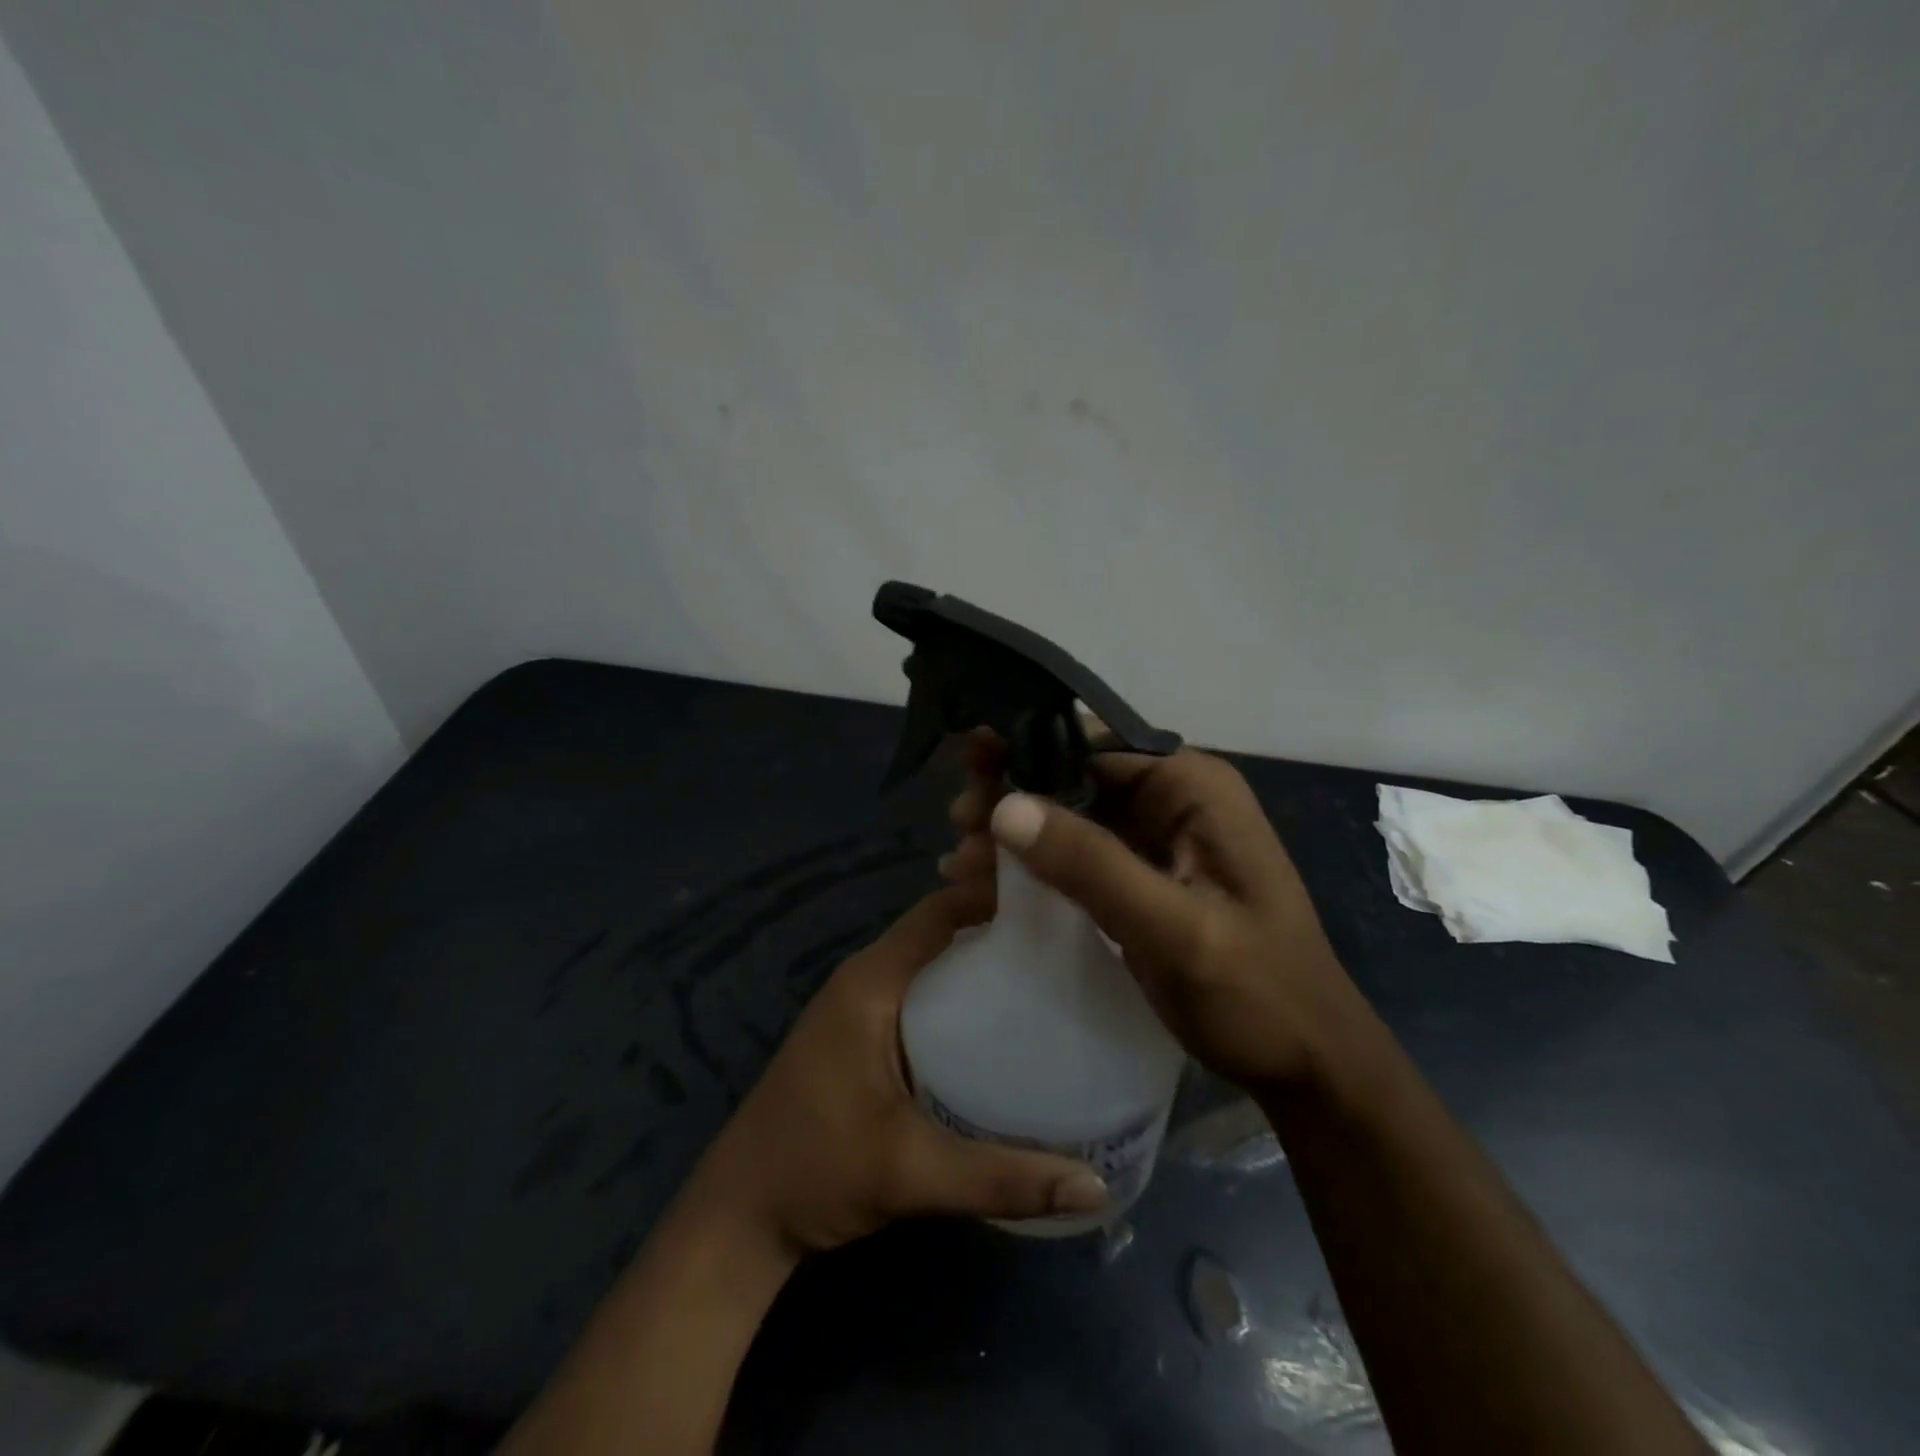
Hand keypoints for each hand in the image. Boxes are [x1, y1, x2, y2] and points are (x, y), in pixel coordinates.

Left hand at [688, 884, 1108, 1255]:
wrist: (740, 1215)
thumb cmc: (816, 1172)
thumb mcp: (911, 1172)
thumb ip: (1000, 1177)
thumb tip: (1095, 1185)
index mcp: (871, 982)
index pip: (940, 912)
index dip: (993, 896)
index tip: (1056, 901)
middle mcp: (866, 979)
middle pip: (941, 930)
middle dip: (998, 927)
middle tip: (1067, 940)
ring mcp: (861, 1006)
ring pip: (932, 962)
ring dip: (980, 960)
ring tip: (1050, 972)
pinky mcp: (862, 1034)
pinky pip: (922, 991)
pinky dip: (961, 993)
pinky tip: (1003, 1023)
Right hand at [945, 734, 1363, 1090]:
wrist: (1307, 1066)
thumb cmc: (1257, 993)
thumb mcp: (1173, 929)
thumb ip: (1092, 865)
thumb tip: (1005, 805)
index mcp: (1192, 787)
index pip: (1093, 744)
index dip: (1026, 750)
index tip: (968, 767)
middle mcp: (1173, 800)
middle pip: (1074, 778)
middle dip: (1012, 796)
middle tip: (956, 822)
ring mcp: (1156, 840)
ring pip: (1068, 818)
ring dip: (1014, 835)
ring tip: (957, 862)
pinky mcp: (1142, 878)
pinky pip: (1078, 857)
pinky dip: (1033, 869)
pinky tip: (984, 885)